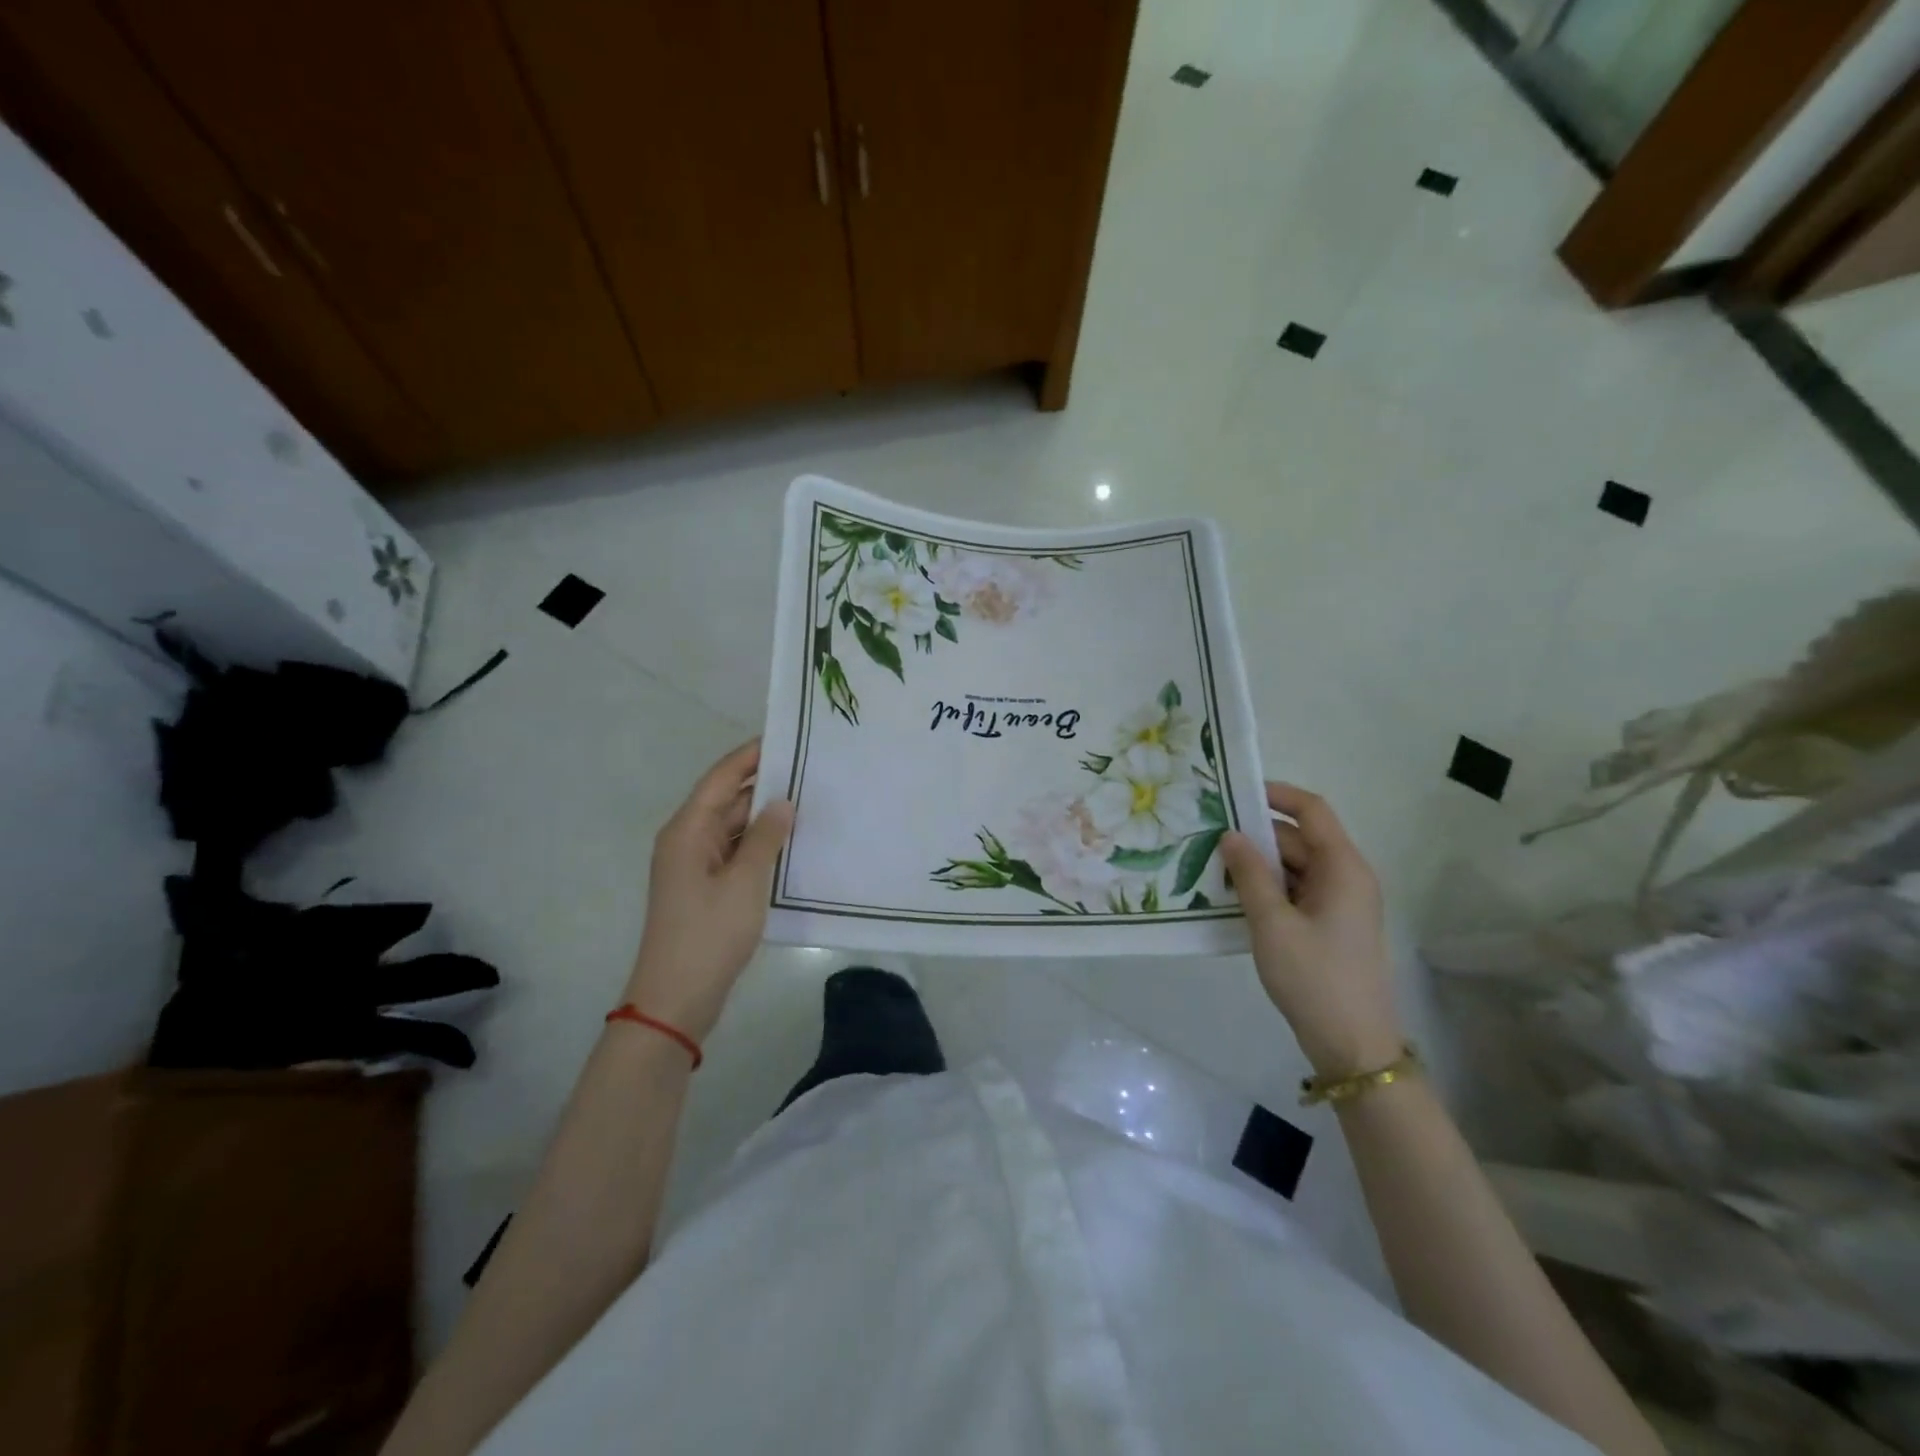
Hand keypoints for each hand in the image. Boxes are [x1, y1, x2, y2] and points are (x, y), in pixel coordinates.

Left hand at [625, 741, 794, 1042]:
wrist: (677, 999)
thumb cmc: (709, 933)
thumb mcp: (745, 882)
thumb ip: (766, 837)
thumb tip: (782, 802)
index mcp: (688, 830)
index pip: (722, 778)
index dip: (751, 755)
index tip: (786, 737)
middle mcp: (687, 840)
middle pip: (726, 800)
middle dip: (764, 785)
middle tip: (810, 771)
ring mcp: (694, 866)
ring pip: (732, 828)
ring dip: (764, 817)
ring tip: (809, 802)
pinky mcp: (704, 888)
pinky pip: (734, 853)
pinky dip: (759, 845)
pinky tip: (791, 844)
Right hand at [1220, 783, 1402, 1077]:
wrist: (1352, 1045)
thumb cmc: (1314, 978)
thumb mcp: (1273, 924)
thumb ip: (1250, 874)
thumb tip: (1231, 835)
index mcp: (1343, 868)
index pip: (1312, 810)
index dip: (1276, 794)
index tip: (1234, 792)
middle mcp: (1346, 877)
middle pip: (1299, 840)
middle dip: (1256, 836)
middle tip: (1207, 836)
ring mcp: (1339, 903)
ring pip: (1294, 867)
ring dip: (1257, 865)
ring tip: (1212, 866)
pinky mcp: (1329, 925)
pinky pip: (1295, 891)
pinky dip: (1267, 889)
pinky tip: (1232, 896)